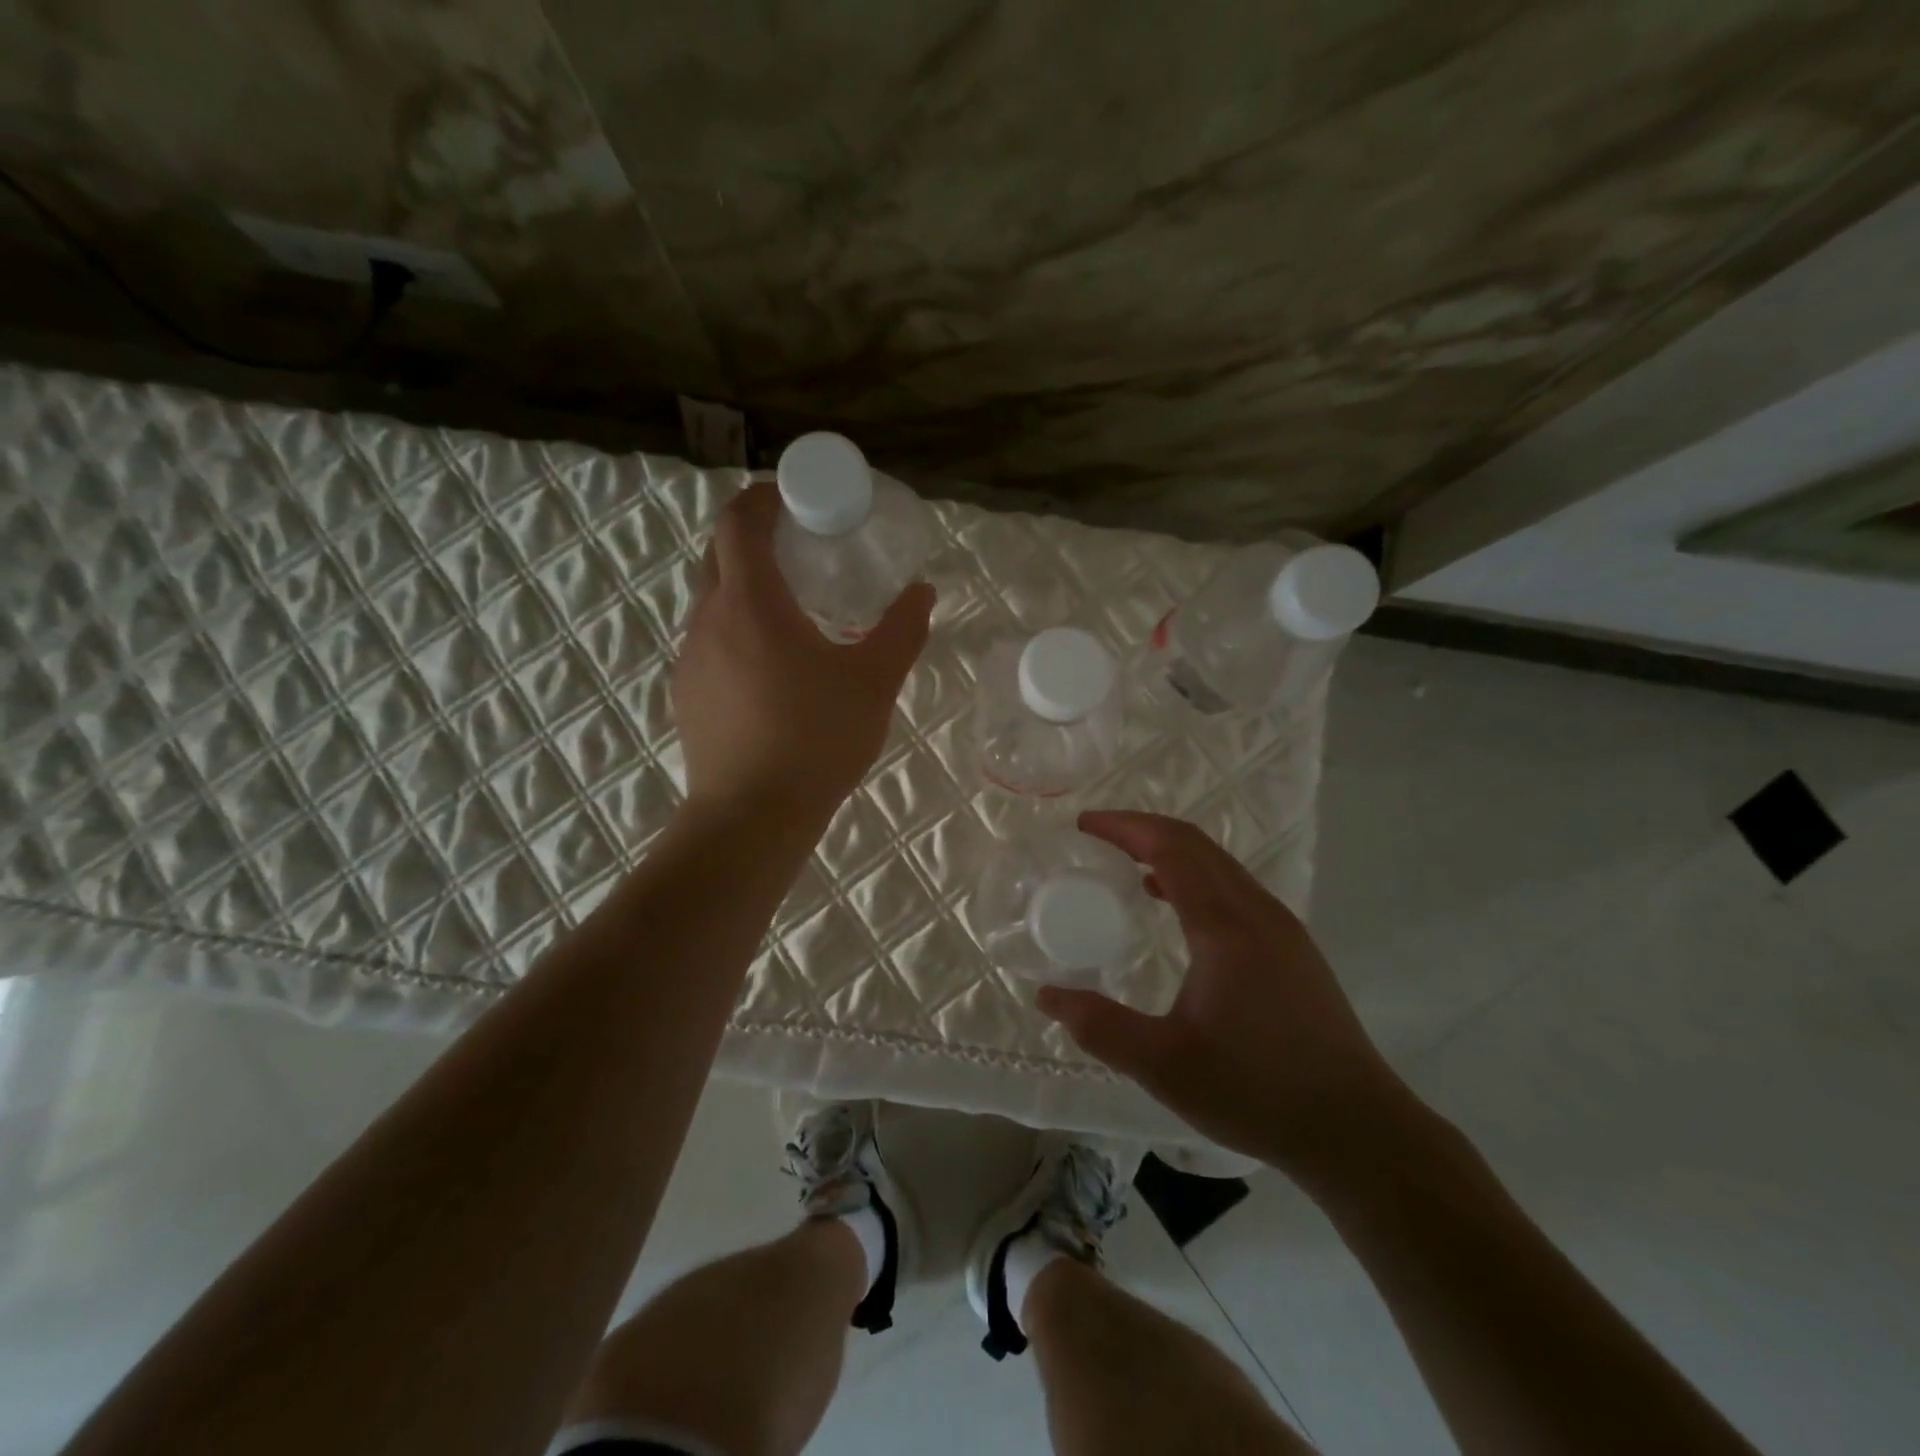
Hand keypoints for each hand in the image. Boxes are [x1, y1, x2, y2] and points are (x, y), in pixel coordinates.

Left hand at [672, 482, 933, 824]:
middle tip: (802, 549)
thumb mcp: (874, 682)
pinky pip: (710, 640)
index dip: (764, 498)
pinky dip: (736, 629)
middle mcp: (708, 618)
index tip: (796, 498)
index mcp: (751, 602)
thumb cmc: (816, 740)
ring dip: (746, 587)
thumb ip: (902, 630)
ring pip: (712, 599)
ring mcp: (690, 658)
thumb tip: (923, 592)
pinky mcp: (686, 693)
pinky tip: (771, 667)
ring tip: (792, 610)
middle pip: (719, 553)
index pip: (739, 521)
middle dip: (755, 538)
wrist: (751, 816)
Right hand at [1036, 811, 1411, 1187]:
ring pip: (1221, 865)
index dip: (1125, 827)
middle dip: (1144, 830)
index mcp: (1225, 927)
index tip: (1084, 825)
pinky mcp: (1294, 949)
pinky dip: (1196, 878)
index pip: (1171, 848)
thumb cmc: (1257, 1092)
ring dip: (1172, 852)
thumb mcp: (1164, 1065)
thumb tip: (1047, 996)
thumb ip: (1101, 1027)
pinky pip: (1236, 889)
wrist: (1358, 1130)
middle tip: (1098, 838)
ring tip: (1129, 868)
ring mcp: (1283, 928)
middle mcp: (1257, 912)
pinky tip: (1178, 911)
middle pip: (1197, 844)